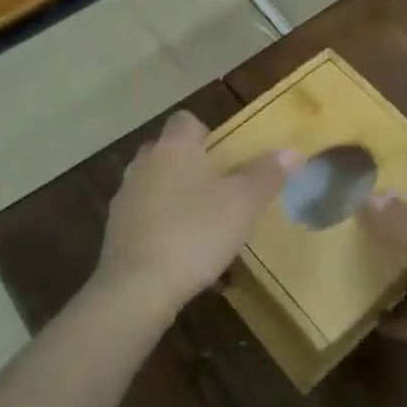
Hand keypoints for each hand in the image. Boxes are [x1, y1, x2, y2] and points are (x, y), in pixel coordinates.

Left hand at [92, 110, 294, 321]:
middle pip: (168, 150)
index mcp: (174, 147)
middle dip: (190, 164)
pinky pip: (143, 215)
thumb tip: (291, 151)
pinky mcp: (114, 229)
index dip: (205, 133)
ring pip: (153, 183)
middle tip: (217, 189)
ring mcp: (125, 196)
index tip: (225, 156)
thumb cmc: (195, 233)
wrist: (138, 286)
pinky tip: (179, 250)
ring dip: (173, 195)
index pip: (185, 120)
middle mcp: (144, 162)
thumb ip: (266, 175)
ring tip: (200, 222)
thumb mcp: (243, 204)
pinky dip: (159, 223)